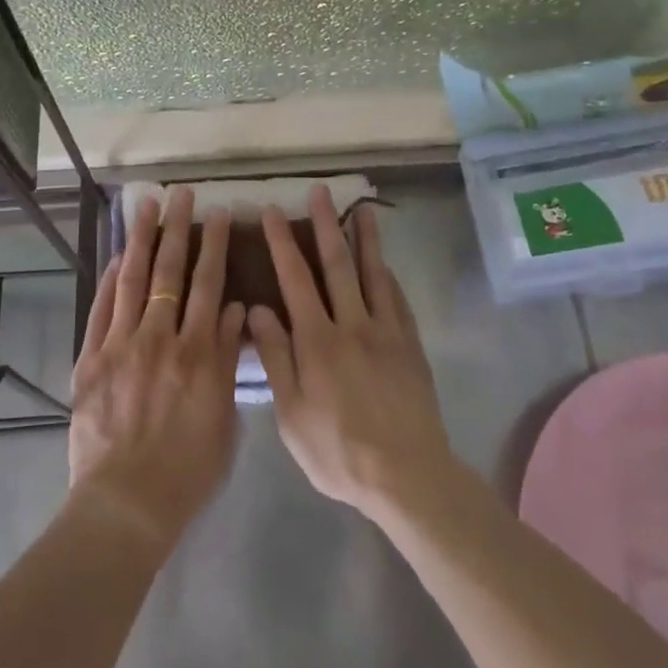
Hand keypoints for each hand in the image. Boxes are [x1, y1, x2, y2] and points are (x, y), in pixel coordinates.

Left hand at [68, 188, 246, 551]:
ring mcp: (121, 345)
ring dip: (140, 239)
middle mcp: (160, 337)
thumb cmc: (187, 471)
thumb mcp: (224, 418)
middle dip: (178, 228)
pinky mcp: (90, 359)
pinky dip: (109, 280)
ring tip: (145, 206)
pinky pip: (101, 309)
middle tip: (181, 195)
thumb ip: (228, 360)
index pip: (210, 284)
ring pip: (132, 279)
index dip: (215, 245)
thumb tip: (236, 311)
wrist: (126, 504)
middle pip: (170, 271)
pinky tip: (115, 257)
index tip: (220, 214)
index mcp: (198, 352)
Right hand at [248, 186, 455, 519]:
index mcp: (317, 341)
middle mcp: (352, 325)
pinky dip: (388, 275)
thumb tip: (257, 309)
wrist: (406, 476)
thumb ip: (275, 357)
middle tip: (319, 192)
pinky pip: (397, 299)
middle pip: (337, 264)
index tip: (273, 211)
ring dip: (365, 238)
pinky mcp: (410, 345)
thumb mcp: (291, 414)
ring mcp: (386, 332)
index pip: (295, 279)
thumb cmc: (338, 451)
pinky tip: (384, 262)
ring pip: (373, 274)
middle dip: (325, 224)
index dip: (282, 242)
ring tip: (362, 208)